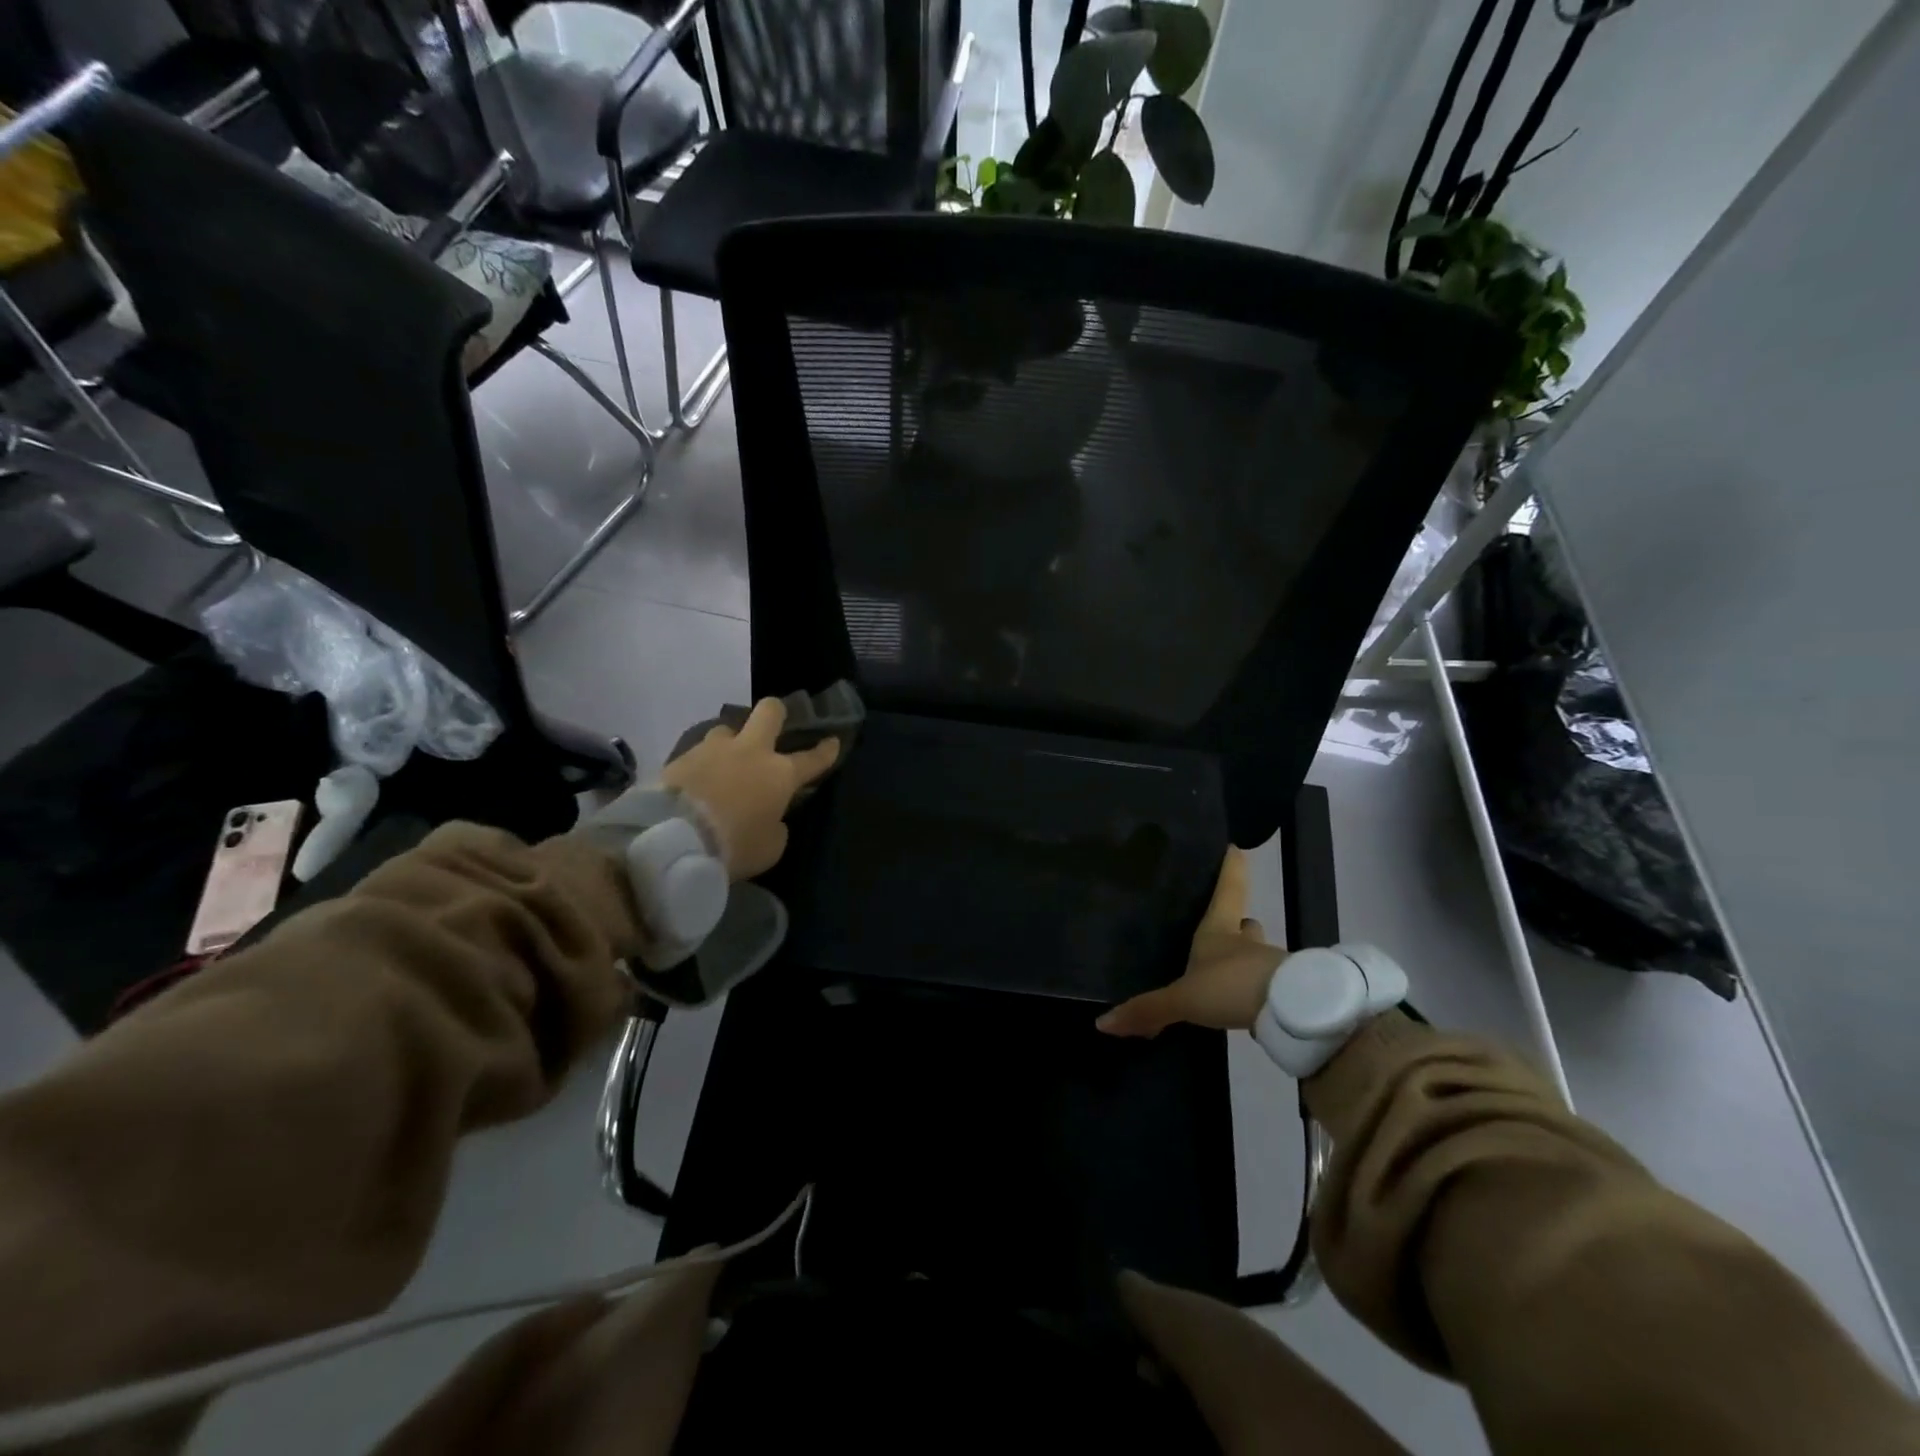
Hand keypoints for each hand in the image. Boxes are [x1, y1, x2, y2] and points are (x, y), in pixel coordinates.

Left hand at [660, 698, 840, 879]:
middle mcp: (750, 752)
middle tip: (776, 723)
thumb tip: (771, 818)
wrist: (673, 839)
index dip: (826, 750)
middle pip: (769, 712)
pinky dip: (702, 764)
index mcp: (780, 774)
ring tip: (724, 762)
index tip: (833, 741)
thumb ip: (776, 827)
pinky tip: (697, 781)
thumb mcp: (769, 848)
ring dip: (730, 743)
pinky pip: (698, 753)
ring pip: (727, 730)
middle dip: (777, 714)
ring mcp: (713, 750)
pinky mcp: (680, 757)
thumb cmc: (734, 845)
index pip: (812, 758)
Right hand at [1096, 847, 1284, 1037]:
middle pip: (1246, 924)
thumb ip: (1148, 1010)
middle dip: (1238, 925)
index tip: (1236, 848)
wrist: (1291, 1013)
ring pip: (1257, 955)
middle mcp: (1246, 942)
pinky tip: (1242, 1006)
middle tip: (1226, 929)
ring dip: (1246, 961)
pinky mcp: (1285, 992)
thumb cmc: (1230, 985)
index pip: (1228, 889)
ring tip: (1226, 976)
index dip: (1231, 869)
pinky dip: (1255, 991)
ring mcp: (1269, 965)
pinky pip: (1266, 986)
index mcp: (1220, 930)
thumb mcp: (1183, 999)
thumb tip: (1103, 1022)